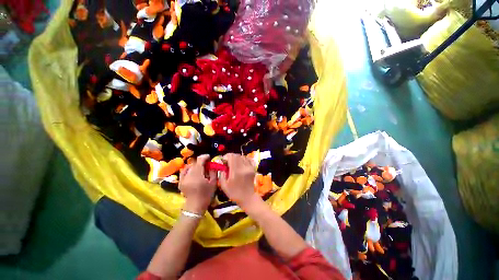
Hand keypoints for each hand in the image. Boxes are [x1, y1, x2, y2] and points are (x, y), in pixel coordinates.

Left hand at [179, 154, 216, 213]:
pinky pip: (184, 171)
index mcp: (197, 175)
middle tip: (206, 163)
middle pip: (194, 163)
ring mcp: (183, 178)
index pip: (199, 160)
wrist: (195, 206)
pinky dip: (189, 169)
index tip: (209, 157)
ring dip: (195, 165)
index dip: (204, 157)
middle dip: (201, 161)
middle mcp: (188, 175)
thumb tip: (212, 163)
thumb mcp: (213, 182)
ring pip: (189, 166)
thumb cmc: (206, 195)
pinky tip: (192, 171)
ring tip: (200, 167)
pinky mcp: (180, 181)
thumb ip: (213, 171)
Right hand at [219, 153, 260, 209]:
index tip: (223, 161)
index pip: (231, 156)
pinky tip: (241, 164)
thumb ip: (221, 174)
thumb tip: (221, 165)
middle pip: (237, 155)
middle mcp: (243, 167)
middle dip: (231, 157)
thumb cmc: (234, 193)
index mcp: (236, 171)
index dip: (226, 157)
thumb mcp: (224, 185)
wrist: (248, 198)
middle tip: (228, 163)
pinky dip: (243, 159)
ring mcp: (249, 167)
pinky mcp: (253, 168)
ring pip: (242, 156)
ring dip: (237, 158)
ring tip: (234, 164)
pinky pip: (248, 159)